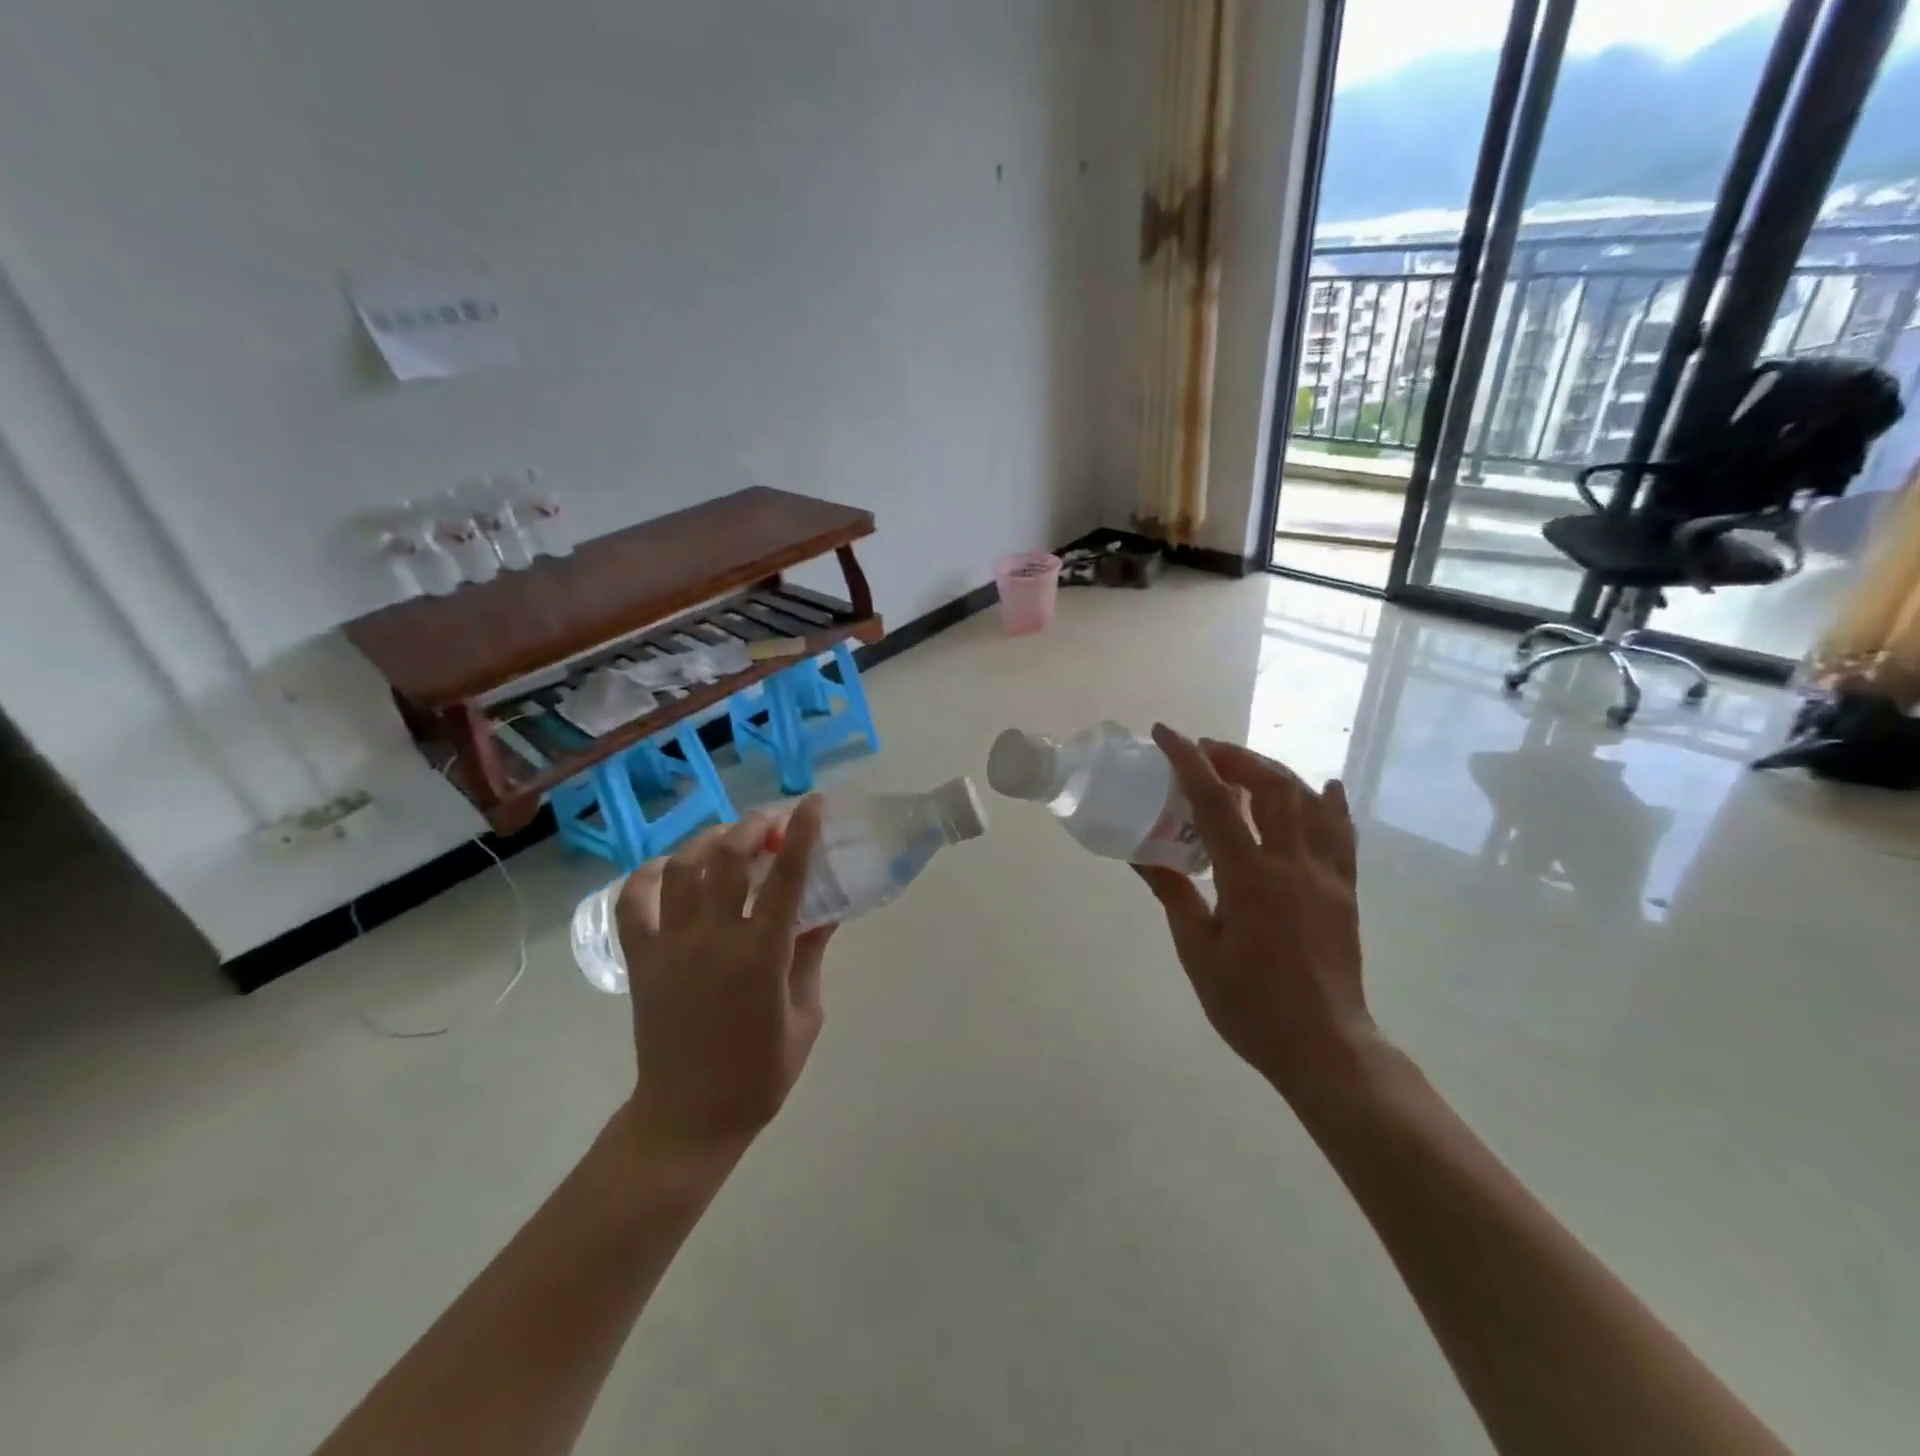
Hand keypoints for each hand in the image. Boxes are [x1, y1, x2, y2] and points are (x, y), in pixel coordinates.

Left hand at [614, 799, 834, 1169]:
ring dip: (706, 841)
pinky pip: (633, 903)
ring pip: (682, 870)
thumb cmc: (759, 1074)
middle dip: (752, 827)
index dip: (802, 833)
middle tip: (770, 822)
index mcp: (762, 955)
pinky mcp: (641, 961)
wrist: (688, 1118)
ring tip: (726, 837)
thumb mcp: (806, 1016)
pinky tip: (668, 869)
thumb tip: (822, 911)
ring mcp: (670, 947)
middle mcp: (714, 939)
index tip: (813, 803)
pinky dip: (648, 876)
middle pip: (728, 858)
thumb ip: (811, 956)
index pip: (786, 877)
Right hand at [1136, 724, 1378, 1101]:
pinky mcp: (1345, 891)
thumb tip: (1144, 855)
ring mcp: (1326, 875)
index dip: (1189, 762)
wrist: (1325, 1048)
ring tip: (1246, 766)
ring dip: (1276, 772)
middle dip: (1236, 757)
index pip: (1215, 804)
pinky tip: (1325, 788)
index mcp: (1251, 879)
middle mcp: (1293, 865)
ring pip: (1309, 802)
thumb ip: (1175, 896)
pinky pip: (1343, 834)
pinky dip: (1331, 804)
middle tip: (1206, 752)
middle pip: (1271, 787)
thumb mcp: (1198, 953)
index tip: (1167, 734)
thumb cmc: (1251, 1006)